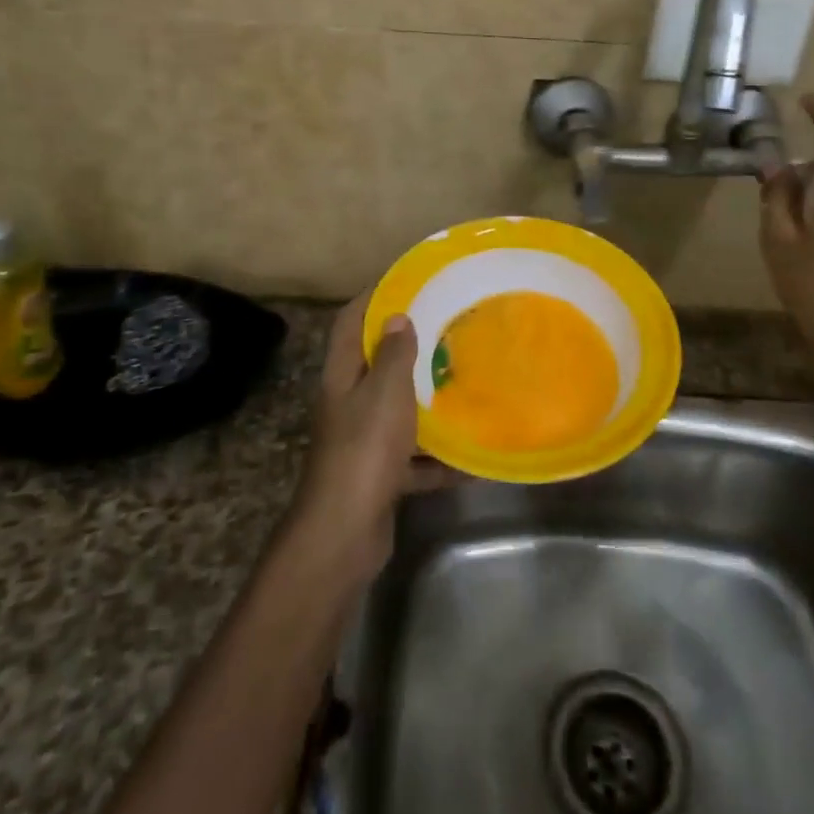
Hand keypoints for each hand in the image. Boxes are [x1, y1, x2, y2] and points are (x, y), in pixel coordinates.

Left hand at [288, 292, 446, 583]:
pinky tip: (472, 458)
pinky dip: (439, 459)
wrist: (346, 532)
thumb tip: (396, 316)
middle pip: (375, 366)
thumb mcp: (384, 392)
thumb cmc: (365, 449)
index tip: (406, 281)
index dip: (372, 298)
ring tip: (463, 383)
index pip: (350, 322)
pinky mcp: (379, 476)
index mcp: (342, 376)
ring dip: (426, 402)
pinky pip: (414, 459)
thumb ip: (392, 354)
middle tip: (447, 330)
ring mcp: (362, 442)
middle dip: (407, 348)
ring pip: (397, 411)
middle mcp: (348, 404)